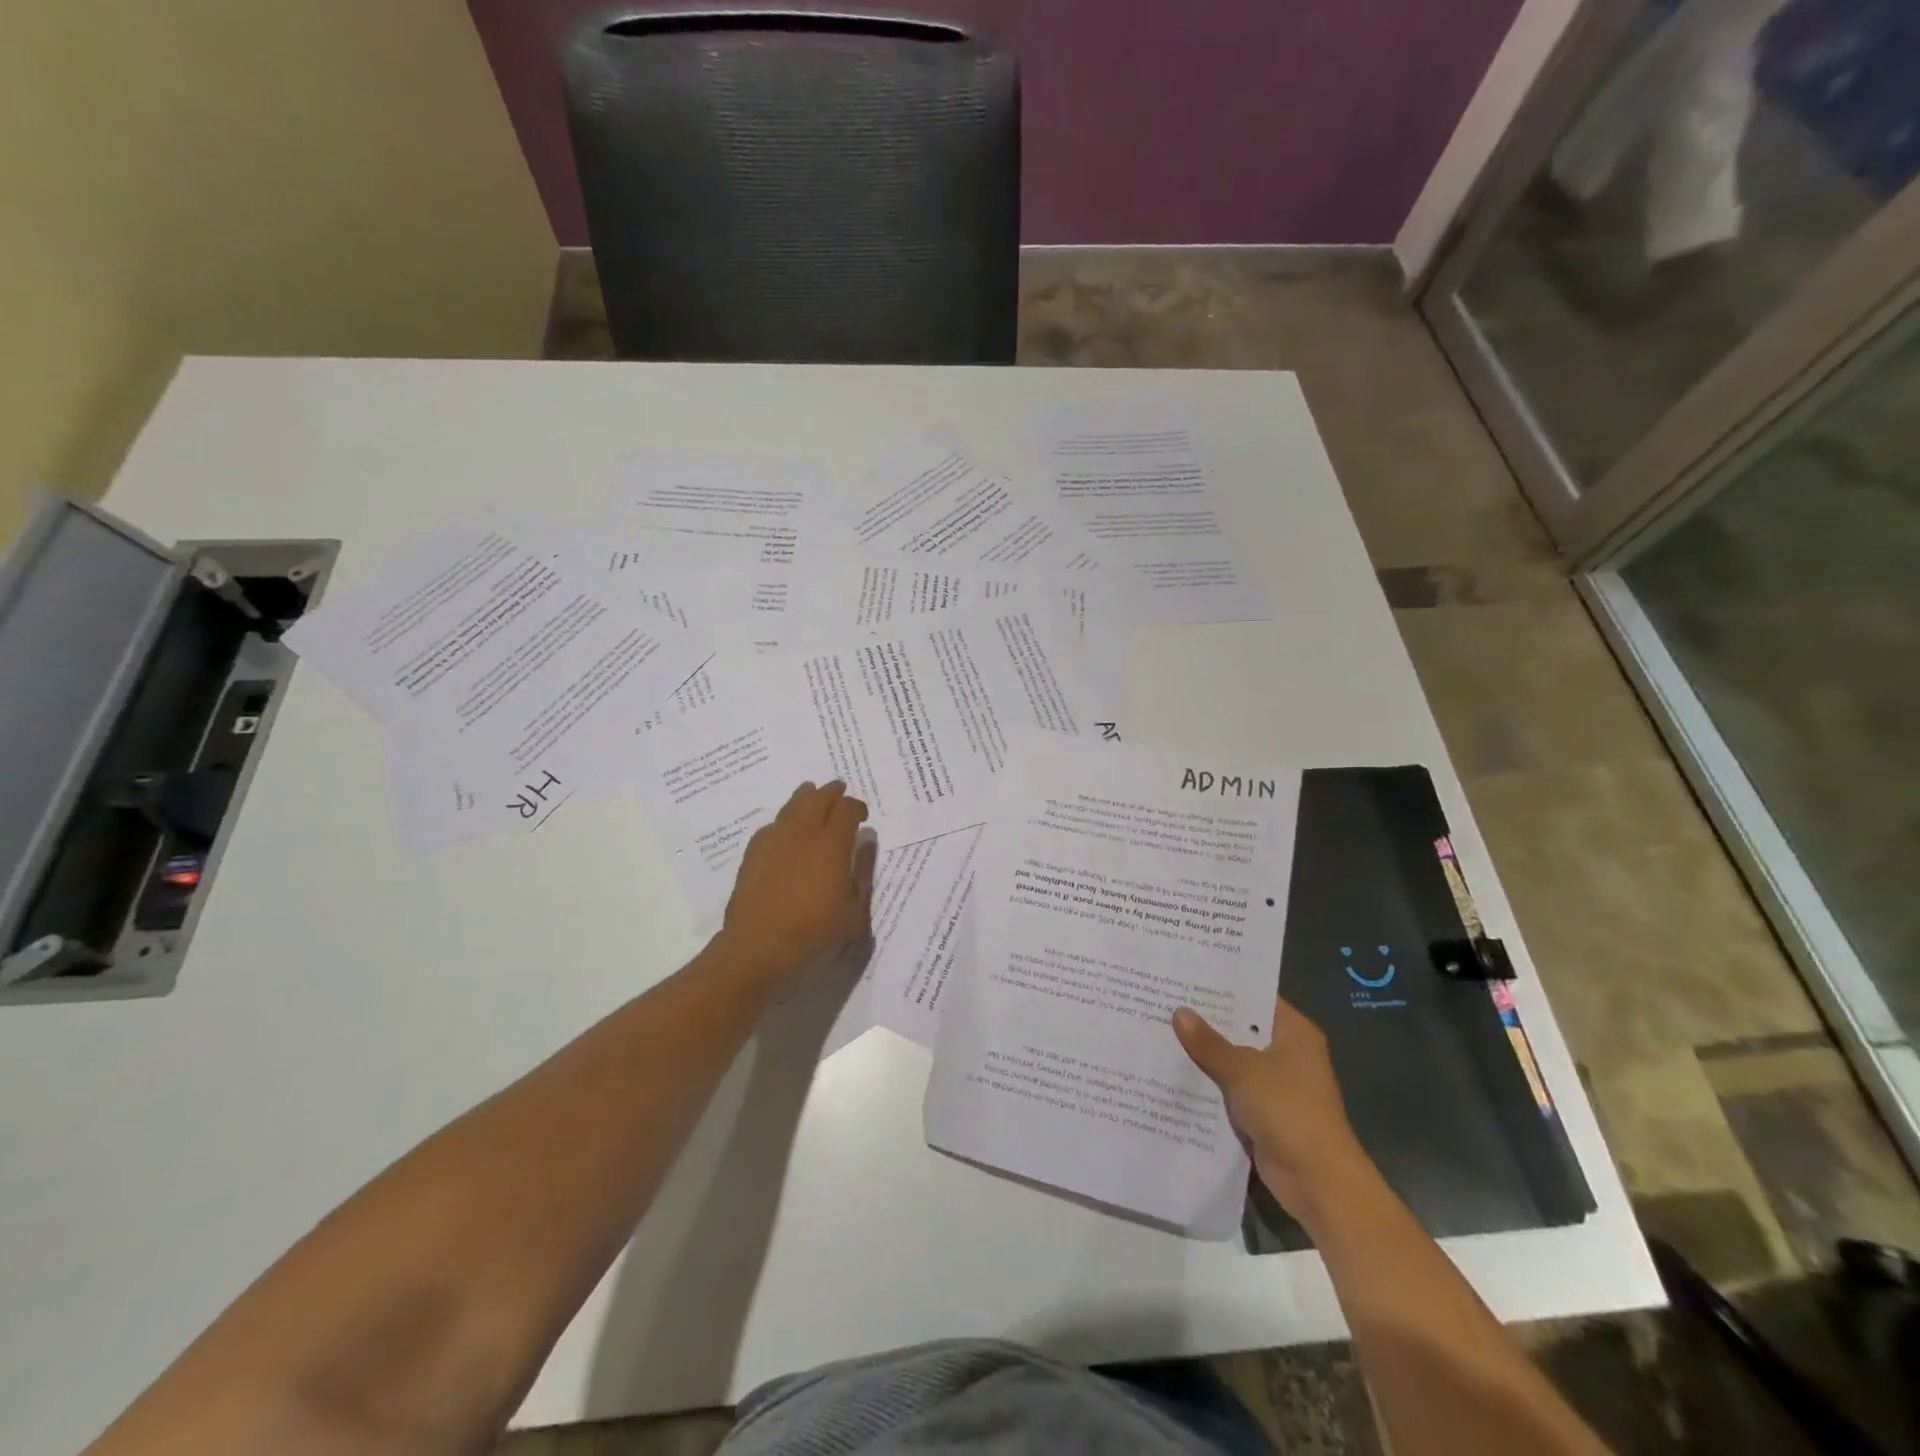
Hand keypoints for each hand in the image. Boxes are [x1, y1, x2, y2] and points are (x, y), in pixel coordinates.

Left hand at [718, 781, 876, 990]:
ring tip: (810, 794)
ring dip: (805, 797)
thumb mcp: (854, 912)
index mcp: (831, 844)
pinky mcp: (753, 853)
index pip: (846, 809)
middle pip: (817, 798)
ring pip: (791, 806)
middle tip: (838, 790)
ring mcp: (773, 840)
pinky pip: (772, 825)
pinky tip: (786, 829)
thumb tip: (865, 842)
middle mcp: (802, 833)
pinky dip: (784, 820)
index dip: (856, 807)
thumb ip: (862, 873)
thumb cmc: (814, 931)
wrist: (759, 945)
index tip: (861, 815)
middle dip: (831, 792)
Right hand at [1174, 996, 1369, 1229]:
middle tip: (1164, 998)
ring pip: (1232, 1059)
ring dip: (1204, 1052)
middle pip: (1241, 1027)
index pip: (1255, 996)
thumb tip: (1179, 1012)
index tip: (1186, 974)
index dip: (1223, 986)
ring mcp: (1275, 1084)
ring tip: (1159, 1028)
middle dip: (1206, 1019)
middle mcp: (1287, 1052)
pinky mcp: (1263, 1111)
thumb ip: (1209, 1042)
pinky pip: (1229, 1087)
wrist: (1318, 1182)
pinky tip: (1173, 1069)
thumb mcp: (1243, 1070)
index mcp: (1294, 1032)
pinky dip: (1208, 1081)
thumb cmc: (1288, 1111)